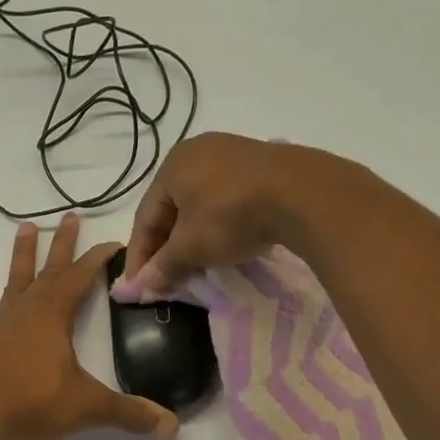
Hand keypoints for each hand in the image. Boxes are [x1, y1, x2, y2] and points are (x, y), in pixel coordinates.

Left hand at [0, 213, 179, 439]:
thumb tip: (172, 427)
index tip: (114, 242)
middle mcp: (26, 309)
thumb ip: (129, 413)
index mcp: (54, 316)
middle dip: (64, 245)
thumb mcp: (88, 407)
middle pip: (50, 270)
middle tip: (71, 216)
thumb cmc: (34, 404)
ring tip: (25, 226)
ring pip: (12, 280)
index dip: (99, 258)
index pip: (82, 278)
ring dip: (21, 255)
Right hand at [118, 133, 327, 297]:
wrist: (301, 193)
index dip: (139, 255)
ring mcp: (232, 153)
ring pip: (200, 203)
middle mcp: (197, 152)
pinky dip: (219, 223)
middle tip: (166, 277)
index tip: (138, 286)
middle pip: (172, 208)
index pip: (145, 217)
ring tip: (195, 264)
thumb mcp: (192, 247)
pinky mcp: (261, 164)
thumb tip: (142, 287)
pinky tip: (225, 242)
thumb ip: (164, 266)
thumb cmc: (230, 216)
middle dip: (167, 246)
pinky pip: (227, 198)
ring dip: (193, 236)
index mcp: (172, 166)